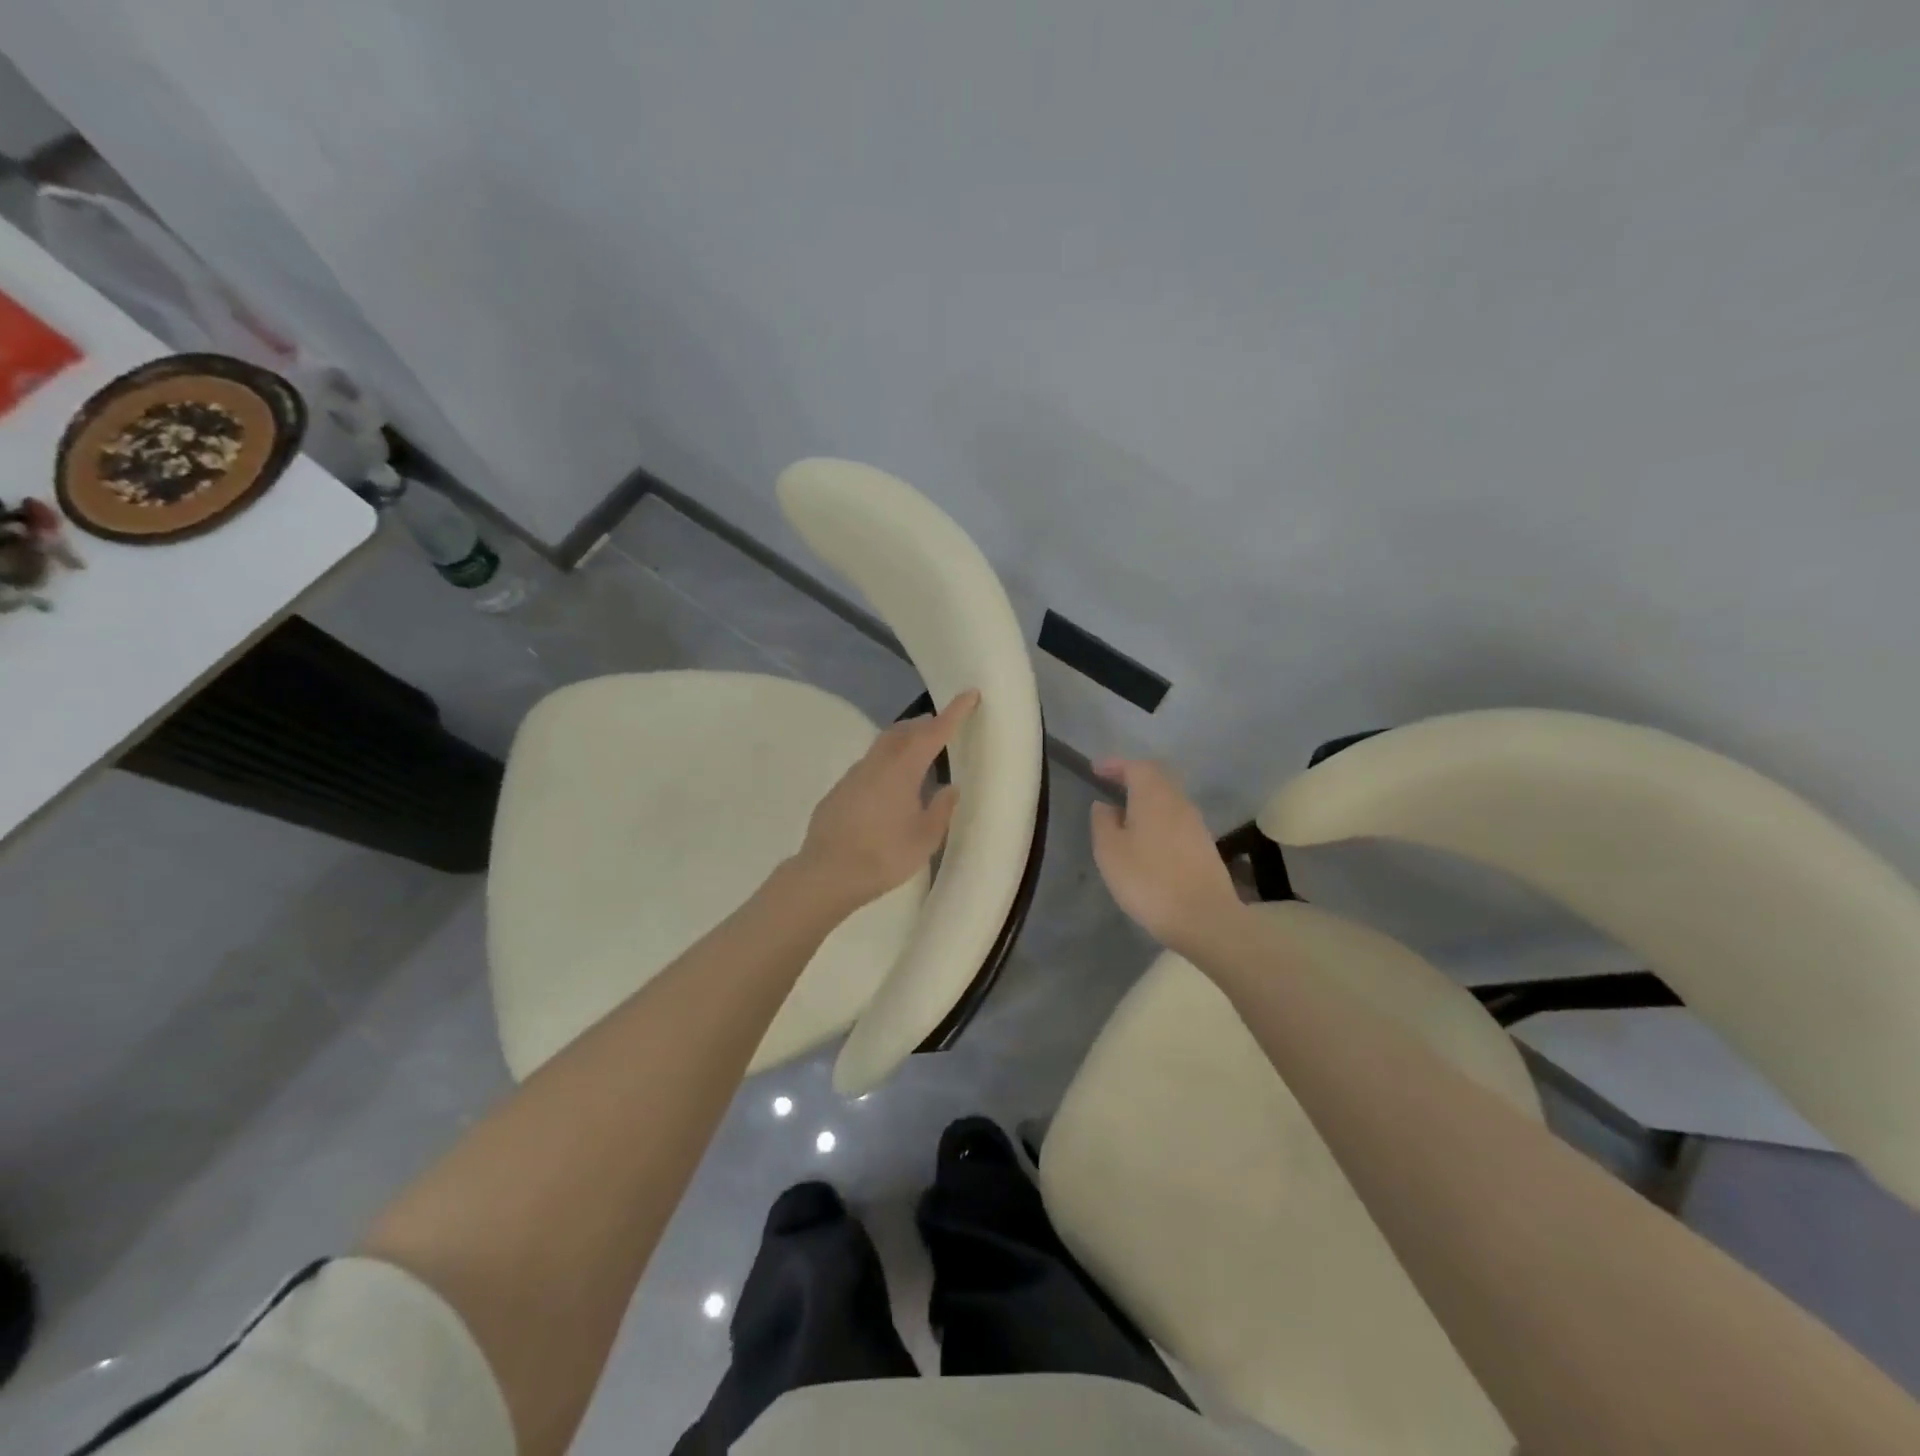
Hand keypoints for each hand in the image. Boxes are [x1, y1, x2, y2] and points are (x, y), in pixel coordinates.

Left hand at [794, 690, 978, 909]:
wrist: (826, 874)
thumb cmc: (883, 856)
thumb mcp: (924, 838)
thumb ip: (940, 809)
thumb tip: (949, 788)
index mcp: (903, 769)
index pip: (933, 732)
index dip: (954, 713)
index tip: (969, 694)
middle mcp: (877, 763)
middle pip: (903, 731)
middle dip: (924, 724)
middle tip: (941, 726)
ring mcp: (854, 775)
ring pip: (883, 745)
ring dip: (903, 741)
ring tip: (919, 753)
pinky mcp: (839, 790)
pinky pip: (869, 765)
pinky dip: (886, 763)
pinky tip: (890, 785)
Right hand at [1090, 758, 1242, 953]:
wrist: (1204, 919)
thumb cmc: (1148, 880)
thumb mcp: (1110, 852)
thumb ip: (1103, 822)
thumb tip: (1105, 805)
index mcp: (1154, 796)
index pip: (1136, 767)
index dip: (1115, 765)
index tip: (1096, 769)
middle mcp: (1179, 802)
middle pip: (1157, 778)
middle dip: (1133, 777)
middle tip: (1111, 784)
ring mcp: (1196, 824)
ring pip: (1168, 799)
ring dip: (1146, 799)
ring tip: (1125, 812)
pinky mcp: (1204, 846)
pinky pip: (1176, 819)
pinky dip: (1158, 818)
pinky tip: (1147, 837)